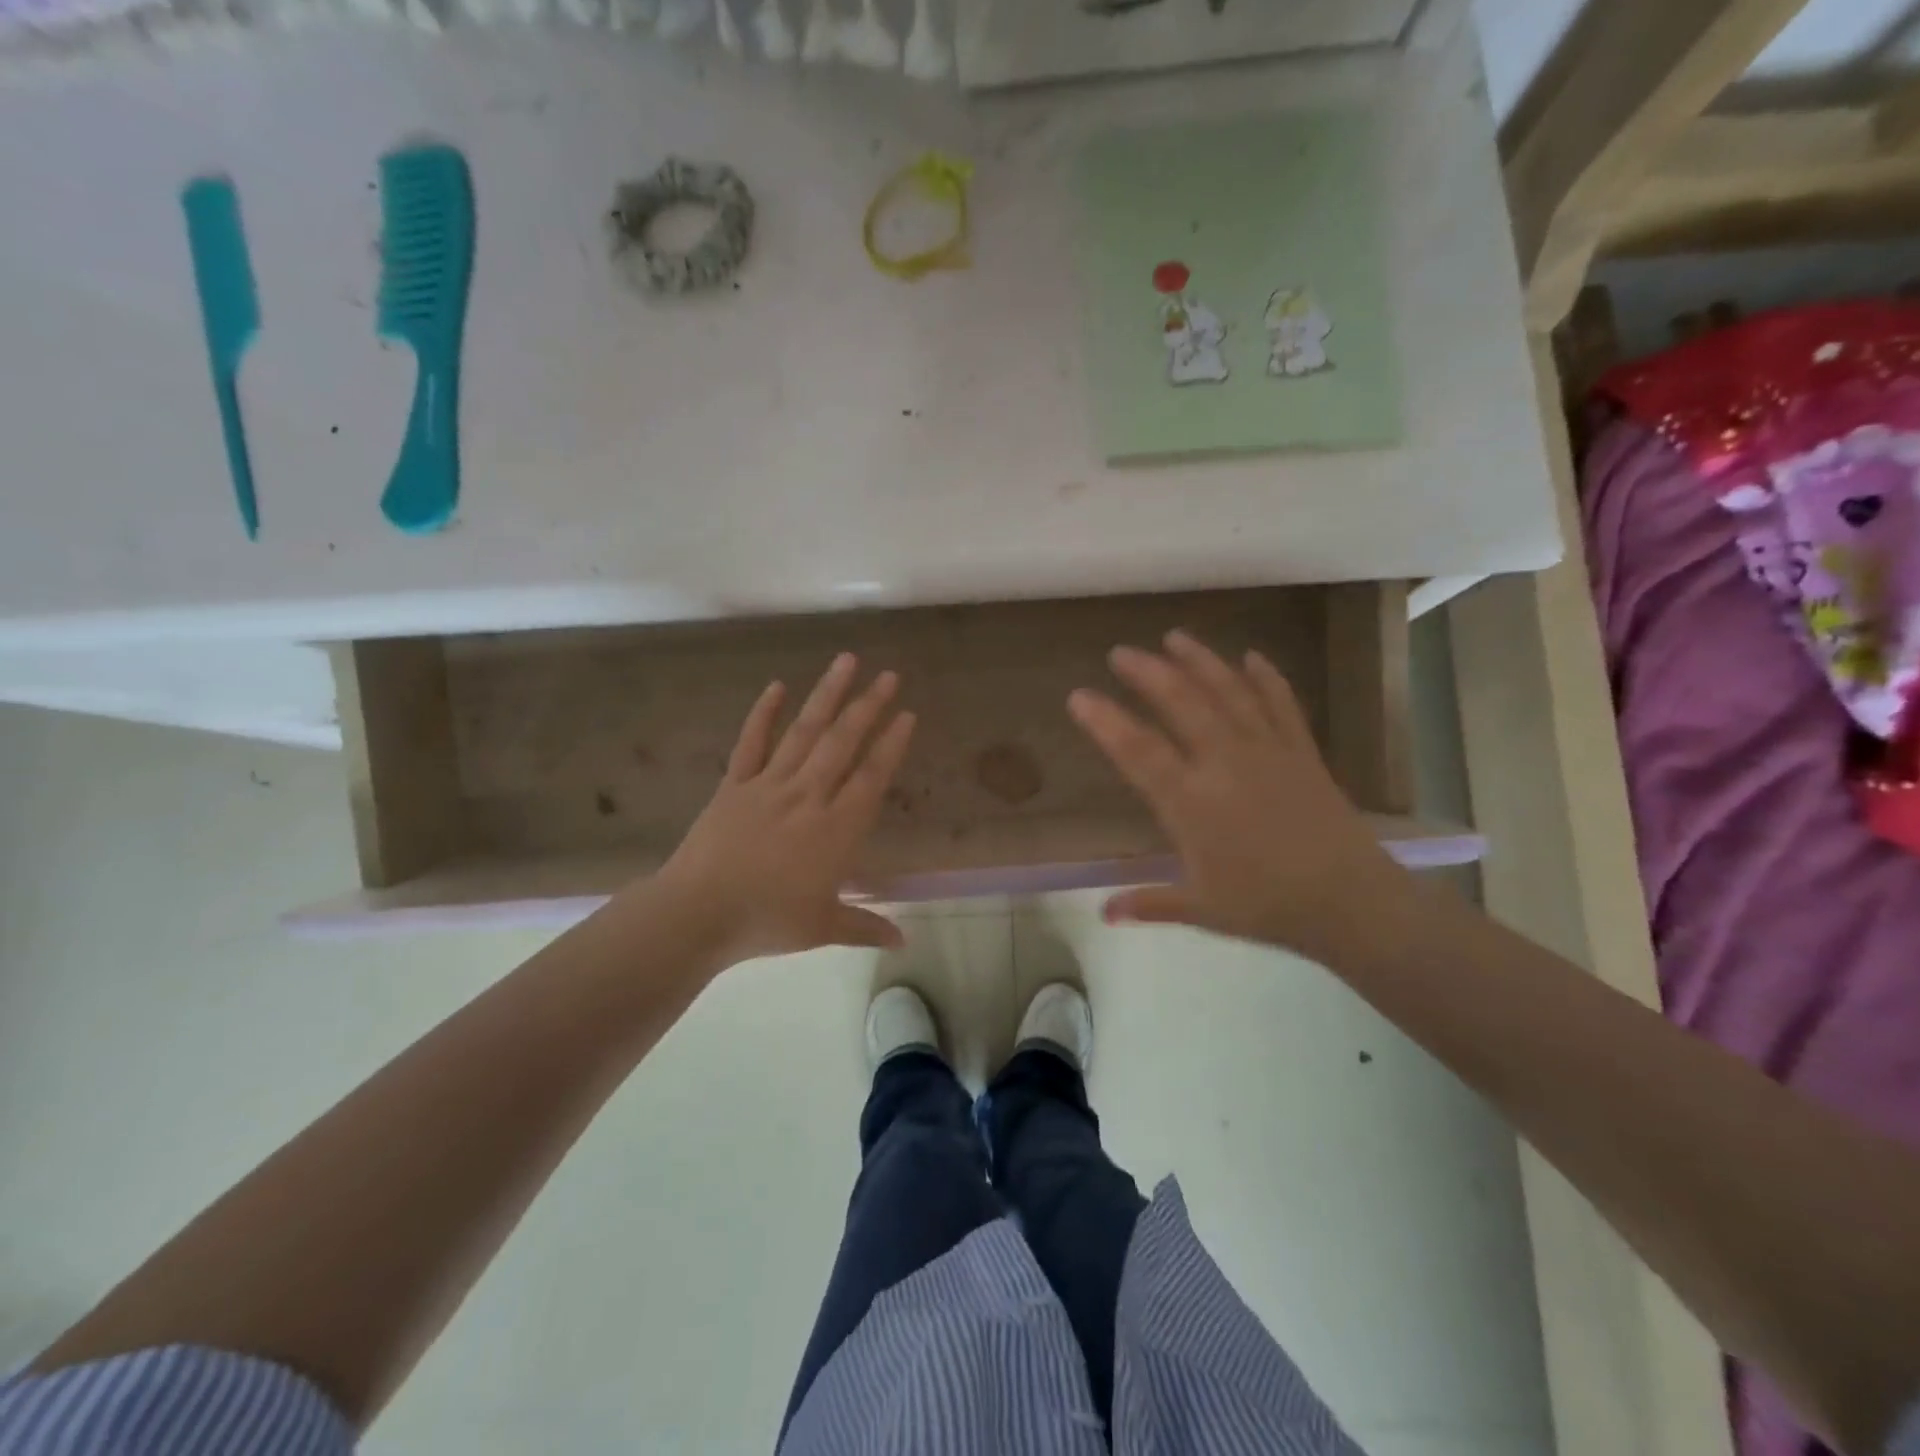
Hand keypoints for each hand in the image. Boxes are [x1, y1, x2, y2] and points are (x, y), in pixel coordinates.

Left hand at [653, 653, 915, 967]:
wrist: (697, 913)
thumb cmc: (766, 921)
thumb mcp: (822, 928)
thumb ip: (865, 927)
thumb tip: (904, 943)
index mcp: (836, 829)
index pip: (872, 776)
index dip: (891, 744)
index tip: (907, 714)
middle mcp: (808, 796)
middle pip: (843, 743)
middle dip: (868, 706)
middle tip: (888, 675)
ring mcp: (769, 785)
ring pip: (804, 732)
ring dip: (827, 695)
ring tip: (845, 661)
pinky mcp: (734, 784)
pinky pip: (751, 742)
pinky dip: (763, 713)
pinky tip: (776, 686)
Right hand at [1068, 630, 1412, 964]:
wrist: (1350, 901)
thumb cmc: (1266, 906)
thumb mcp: (1201, 909)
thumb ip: (1148, 903)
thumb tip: (1104, 915)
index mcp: (1191, 801)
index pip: (1137, 751)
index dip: (1105, 721)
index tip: (1078, 695)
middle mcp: (1223, 763)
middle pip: (1180, 703)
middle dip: (1147, 673)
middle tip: (1122, 651)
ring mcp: (1266, 750)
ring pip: (1227, 692)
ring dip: (1199, 660)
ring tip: (1175, 636)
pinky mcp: (1301, 751)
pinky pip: (1280, 704)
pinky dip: (1266, 677)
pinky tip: (1252, 656)